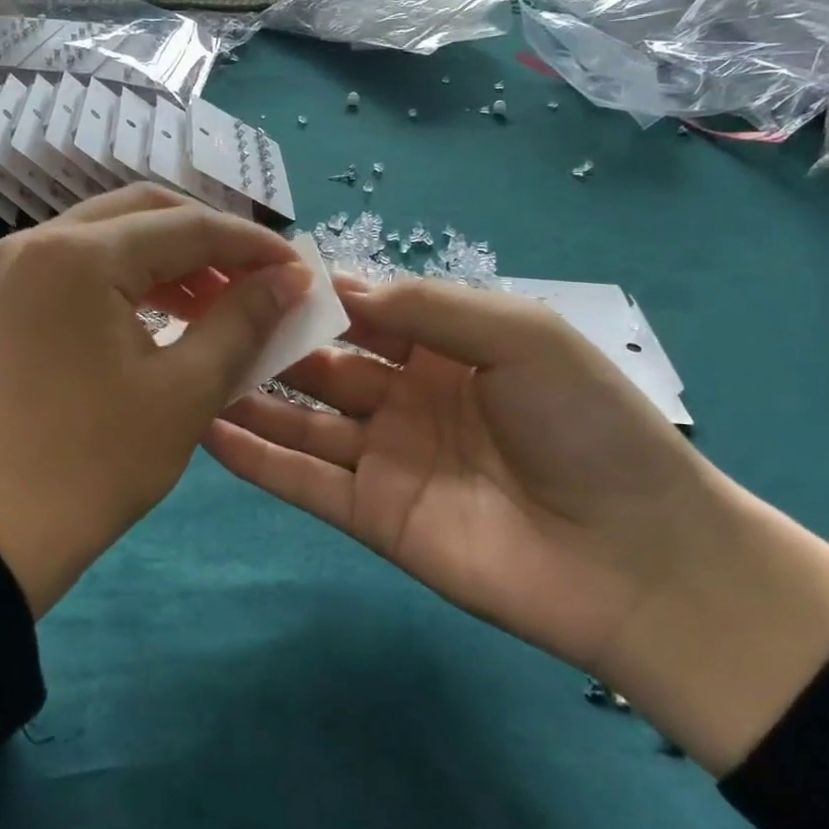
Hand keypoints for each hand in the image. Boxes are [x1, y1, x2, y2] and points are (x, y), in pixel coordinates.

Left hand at [0, 186, 311, 618]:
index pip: (188, 227)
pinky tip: (171, 310)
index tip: (299, 271)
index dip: (253, 245)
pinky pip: (84, 262)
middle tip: (260, 280)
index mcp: (80, 255)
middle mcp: (39, 240)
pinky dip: (133, 275)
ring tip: (222, 300)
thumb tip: (293, 277)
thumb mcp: (186, 390)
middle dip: (212, 241)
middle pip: (147, 212)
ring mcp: (15, 265)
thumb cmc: (95, 463)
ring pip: (114, 233)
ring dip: (173, 257)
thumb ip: (244, 319)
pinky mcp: (8, 295)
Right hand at [206, 276, 828, 773]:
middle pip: (323, 363)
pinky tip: (209, 431)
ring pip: (303, 422)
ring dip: (251, 398)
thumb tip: (341, 285)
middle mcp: (406, 398)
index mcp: (445, 348)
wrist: (636, 557)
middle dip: (270, 341)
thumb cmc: (585, 425)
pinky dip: (258, 459)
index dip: (314, 293)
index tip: (253, 271)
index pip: (365, 310)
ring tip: (192, 369)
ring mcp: (386, 459)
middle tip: (203, 317)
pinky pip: (305, 482)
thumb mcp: (520, 335)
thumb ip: (431, 307)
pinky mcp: (372, 516)